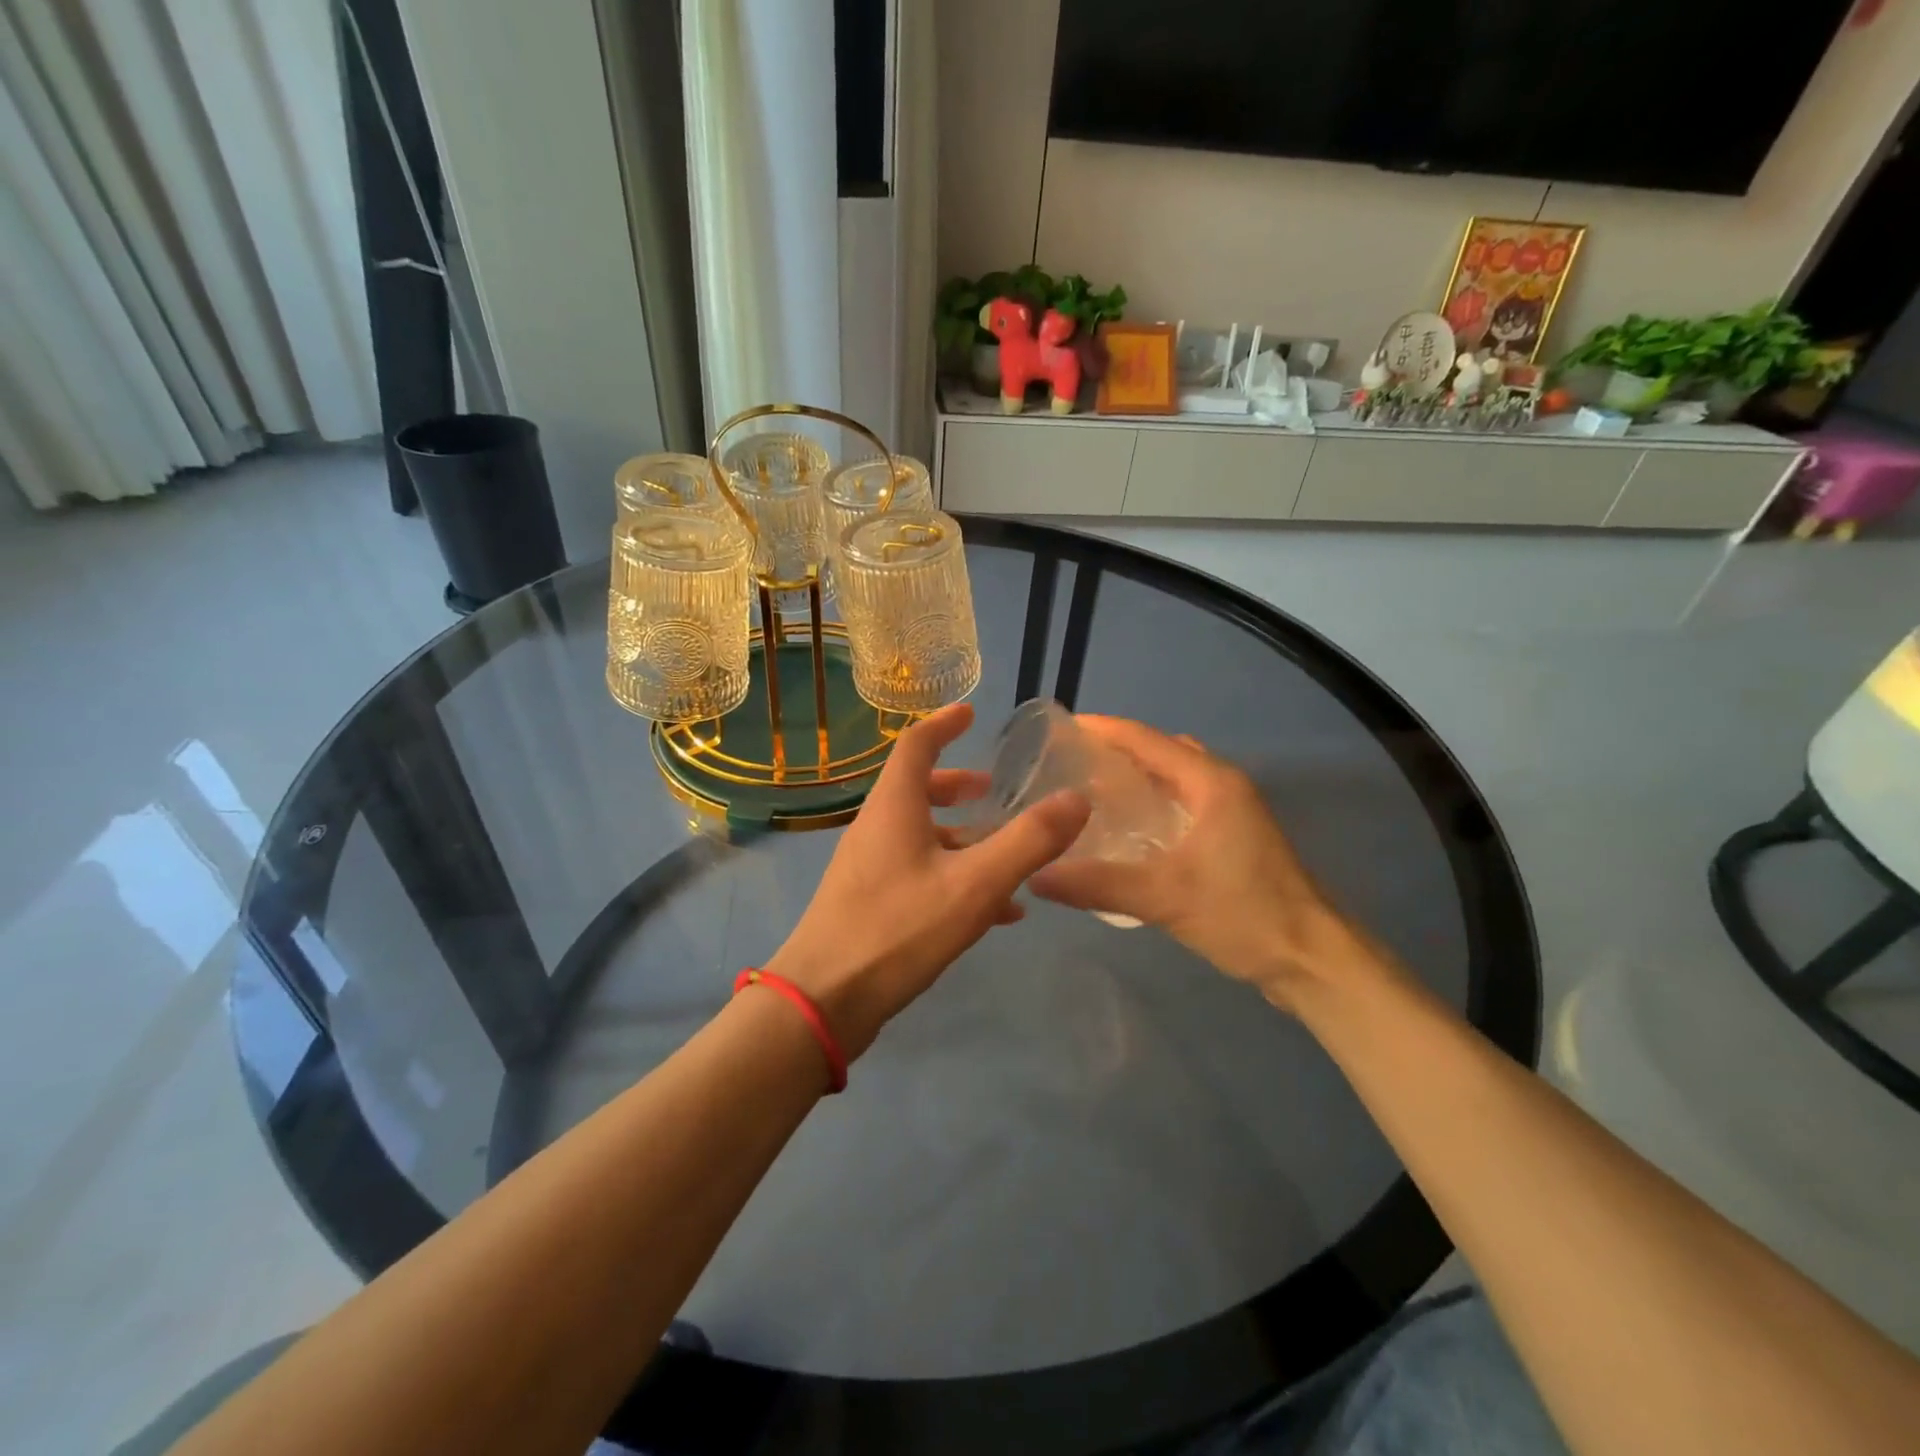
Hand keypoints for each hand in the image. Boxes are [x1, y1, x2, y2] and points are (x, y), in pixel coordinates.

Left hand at [766, 703, 1088, 1058]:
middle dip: (958, 786)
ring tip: (1007, 852)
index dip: (944, 724)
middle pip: (917, 790)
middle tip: (993, 791)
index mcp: (894, 807)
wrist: (823, 1001)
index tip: (971, 713)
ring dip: (962, 835)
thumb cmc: (898, 929)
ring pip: (921, 835)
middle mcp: (876, 828)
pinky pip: (919, 873)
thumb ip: (1028, 842)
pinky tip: (995, 910)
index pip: (916, 745)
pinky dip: (955, 875)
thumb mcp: (974, 885)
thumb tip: (1077, 799)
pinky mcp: (870, 903)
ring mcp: (869, 867)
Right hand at [1028, 717, 1355, 1008]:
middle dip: (1116, 752)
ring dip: (1137, 779)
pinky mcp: (1234, 838)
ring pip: (1175, 779)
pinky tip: (1127, 830)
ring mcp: (1232, 812)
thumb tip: (1036, 875)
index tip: (1061, 727)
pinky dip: (1154, 804)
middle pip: (1161, 752)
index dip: (1103, 729)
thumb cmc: (1244, 914)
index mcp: (1210, 782)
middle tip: (1069, 765)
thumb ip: (1098, 884)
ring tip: (1090, 793)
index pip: (1146, 739)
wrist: (1312, 959)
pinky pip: (1184, 803)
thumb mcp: (1164, 897)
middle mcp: (1223, 785)